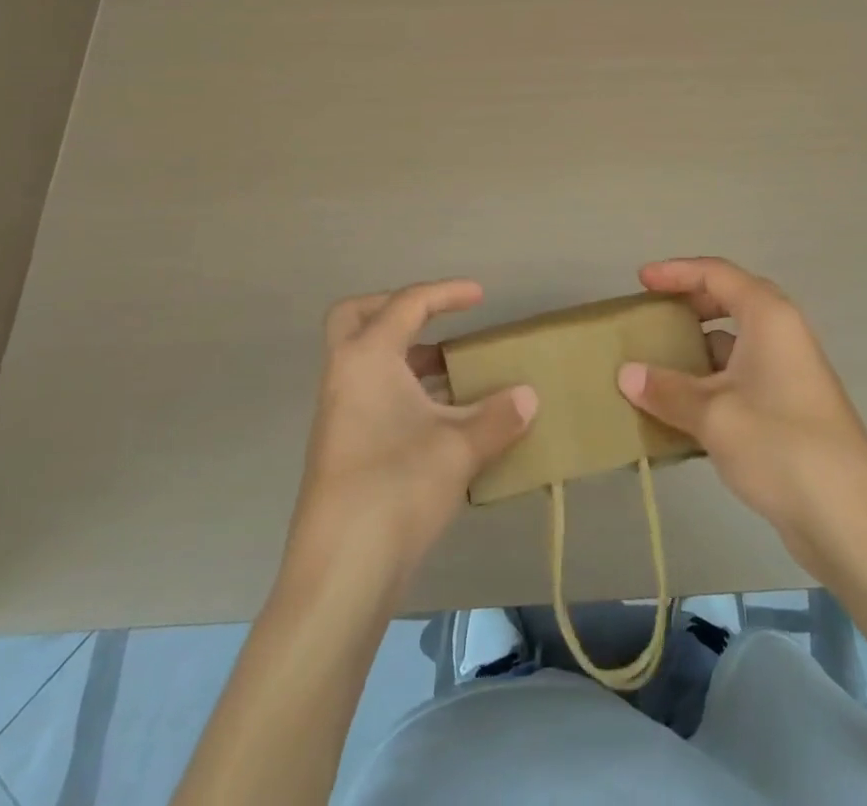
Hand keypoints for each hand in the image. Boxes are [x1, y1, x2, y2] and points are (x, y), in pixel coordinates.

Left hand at [289, 280, 537, 592]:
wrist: (340, 572)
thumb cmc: (397, 489)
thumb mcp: (459, 449)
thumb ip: (498, 417)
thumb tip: (529, 396)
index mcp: (367, 357)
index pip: (408, 304)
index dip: (447, 293)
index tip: (481, 297)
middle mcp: (344, 375)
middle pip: (359, 317)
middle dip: (397, 310)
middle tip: (436, 321)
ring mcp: (337, 412)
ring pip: (366, 360)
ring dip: (406, 357)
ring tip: (453, 373)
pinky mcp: (340, 446)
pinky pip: (370, 394)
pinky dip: (402, 390)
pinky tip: (439, 419)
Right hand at [618, 257, 866, 574]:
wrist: (850, 523)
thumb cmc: (781, 448)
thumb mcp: (713, 415)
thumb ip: (666, 390)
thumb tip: (625, 374)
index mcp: (770, 318)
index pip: (716, 274)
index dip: (676, 271)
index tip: (641, 281)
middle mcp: (783, 335)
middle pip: (729, 302)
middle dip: (688, 306)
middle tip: (652, 317)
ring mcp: (789, 373)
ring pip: (734, 345)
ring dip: (696, 350)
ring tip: (655, 366)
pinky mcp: (789, 409)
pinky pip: (740, 378)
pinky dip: (710, 383)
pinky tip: (681, 411)